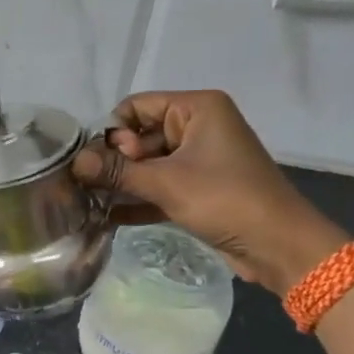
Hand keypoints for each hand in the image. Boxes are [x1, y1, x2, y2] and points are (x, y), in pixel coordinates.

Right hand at [72, 89, 346, 292]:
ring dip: (122, 183)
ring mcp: (198, 160)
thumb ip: (118, 171)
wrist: (279, 246)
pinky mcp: (198, 190)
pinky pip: (159, 187)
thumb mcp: (167, 183)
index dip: (114, 132)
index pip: (137, 106)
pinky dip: (138, 200)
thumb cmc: (226, 200)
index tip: (101, 163)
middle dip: (114, 162)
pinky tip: (106, 218)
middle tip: (90, 187)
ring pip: (148, 165)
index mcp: (197, 108)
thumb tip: (74, 163)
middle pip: (140, 136)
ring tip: (88, 202)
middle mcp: (197, 127)